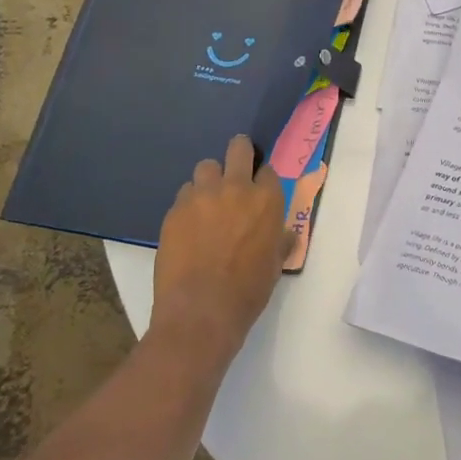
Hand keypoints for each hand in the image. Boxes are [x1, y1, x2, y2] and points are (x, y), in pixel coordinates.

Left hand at [151, 136, 293, 360]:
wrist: (201, 311)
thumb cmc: (248, 291)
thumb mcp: (275, 265)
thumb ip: (280, 241)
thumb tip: (285, 235)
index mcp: (266, 200)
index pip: (267, 170)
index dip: (262, 179)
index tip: (258, 191)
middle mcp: (235, 188)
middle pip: (238, 148)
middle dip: (239, 154)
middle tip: (236, 170)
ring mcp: (202, 196)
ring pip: (206, 167)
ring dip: (210, 179)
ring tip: (208, 200)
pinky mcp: (175, 210)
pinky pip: (184, 193)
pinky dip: (189, 203)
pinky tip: (189, 225)